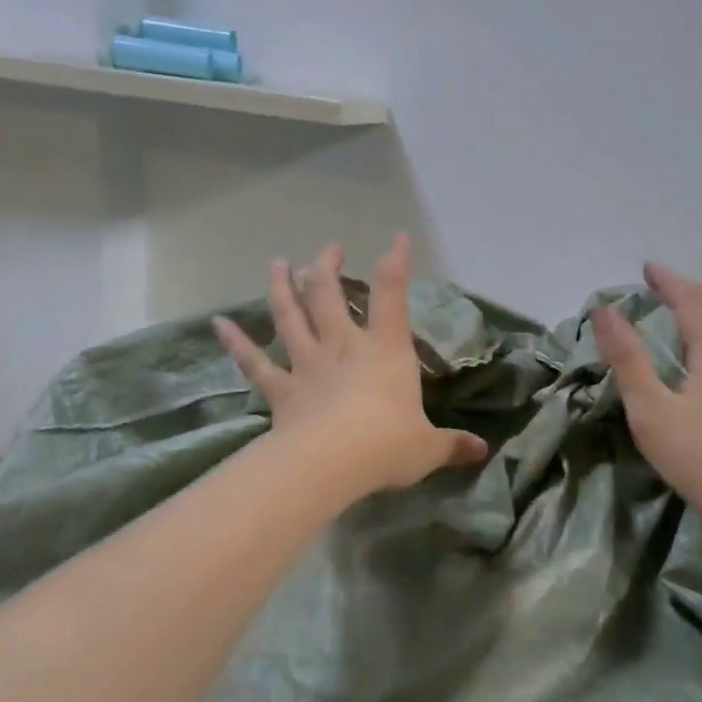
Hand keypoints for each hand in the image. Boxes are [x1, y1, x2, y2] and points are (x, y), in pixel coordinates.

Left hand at [213, 235, 487, 495]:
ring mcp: (308, 364)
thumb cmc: (387, 445)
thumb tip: (482, 451)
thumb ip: (452, 445)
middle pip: (330, 294)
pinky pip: (254, 362)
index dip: (396, 263)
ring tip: (277, 263)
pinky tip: (219, 323)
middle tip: (329, 249)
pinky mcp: (281, 390)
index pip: (393, 296)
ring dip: (282, 287)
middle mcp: (344, 346)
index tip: (397, 239)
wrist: (332, 463)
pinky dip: (236, 342)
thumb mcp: (428, 448)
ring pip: (291, 316)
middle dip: (329, 267)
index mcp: (385, 349)